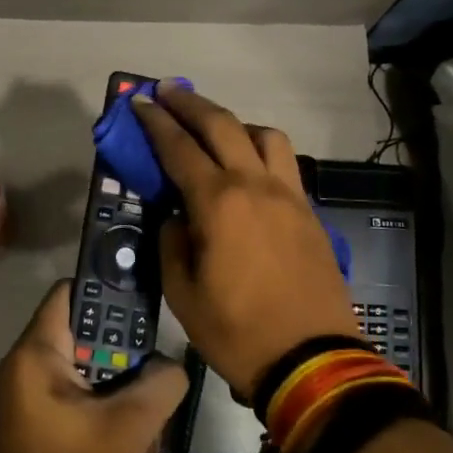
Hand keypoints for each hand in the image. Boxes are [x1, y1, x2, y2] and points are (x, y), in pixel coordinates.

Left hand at [0, 280, 188, 452]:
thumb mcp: (130, 427)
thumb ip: (161, 383)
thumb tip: (172, 367)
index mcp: (35, 356)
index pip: (70, 293)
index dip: (109, 292)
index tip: (146, 310)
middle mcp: (26, 370)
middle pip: (89, 342)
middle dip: (130, 373)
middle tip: (159, 396)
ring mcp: (31, 401)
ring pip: (92, 382)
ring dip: (127, 412)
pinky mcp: (39, 428)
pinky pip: (82, 409)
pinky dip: (110, 431)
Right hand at [133, 83, 362, 397]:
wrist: (312, 360)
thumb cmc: (236, 331)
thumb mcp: (182, 293)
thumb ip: (172, 243)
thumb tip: (176, 216)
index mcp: (218, 203)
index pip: (180, 148)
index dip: (156, 123)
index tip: (140, 103)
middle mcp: (255, 185)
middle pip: (222, 125)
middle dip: (190, 104)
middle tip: (167, 92)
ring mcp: (288, 195)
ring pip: (264, 135)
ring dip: (235, 122)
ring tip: (216, 131)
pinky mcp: (308, 212)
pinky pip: (284, 162)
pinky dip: (261, 149)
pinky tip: (249, 167)